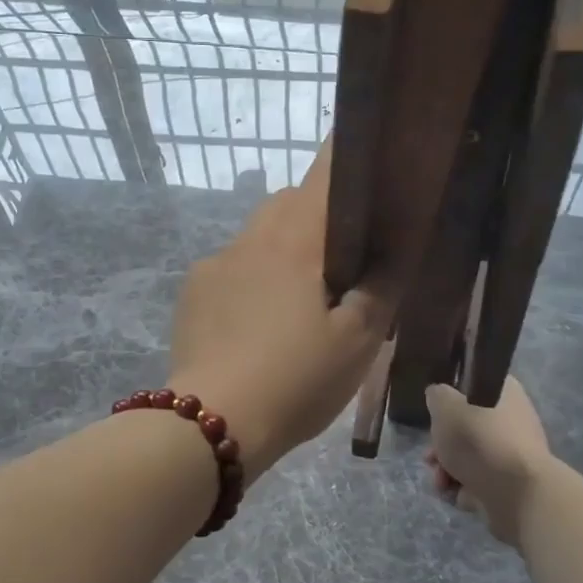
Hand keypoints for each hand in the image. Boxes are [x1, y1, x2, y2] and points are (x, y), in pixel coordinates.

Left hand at [168, 146, 394, 481]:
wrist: (213, 424)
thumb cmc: (296, 379)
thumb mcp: (357, 343)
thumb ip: (380, 292)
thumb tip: (390, 258)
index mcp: (295, 240)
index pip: (325, 174)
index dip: (348, 158)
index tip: (368, 162)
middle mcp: (251, 238)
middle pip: (288, 203)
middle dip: (316, 214)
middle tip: (341, 258)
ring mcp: (214, 265)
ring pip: (257, 236)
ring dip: (281, 249)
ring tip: (298, 299)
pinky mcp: (192, 293)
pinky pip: (230, 269)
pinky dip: (250, 279)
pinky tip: (256, 324)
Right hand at [425, 377, 553, 547]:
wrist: (519, 494)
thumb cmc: (480, 440)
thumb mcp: (446, 406)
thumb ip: (437, 396)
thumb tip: (439, 397)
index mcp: (504, 392)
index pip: (473, 386)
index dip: (450, 400)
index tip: (435, 415)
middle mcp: (513, 419)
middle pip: (466, 426)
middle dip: (442, 444)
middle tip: (431, 456)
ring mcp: (514, 453)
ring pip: (469, 456)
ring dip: (447, 470)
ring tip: (440, 482)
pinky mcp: (513, 484)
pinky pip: (480, 481)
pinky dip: (465, 489)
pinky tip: (458, 495)